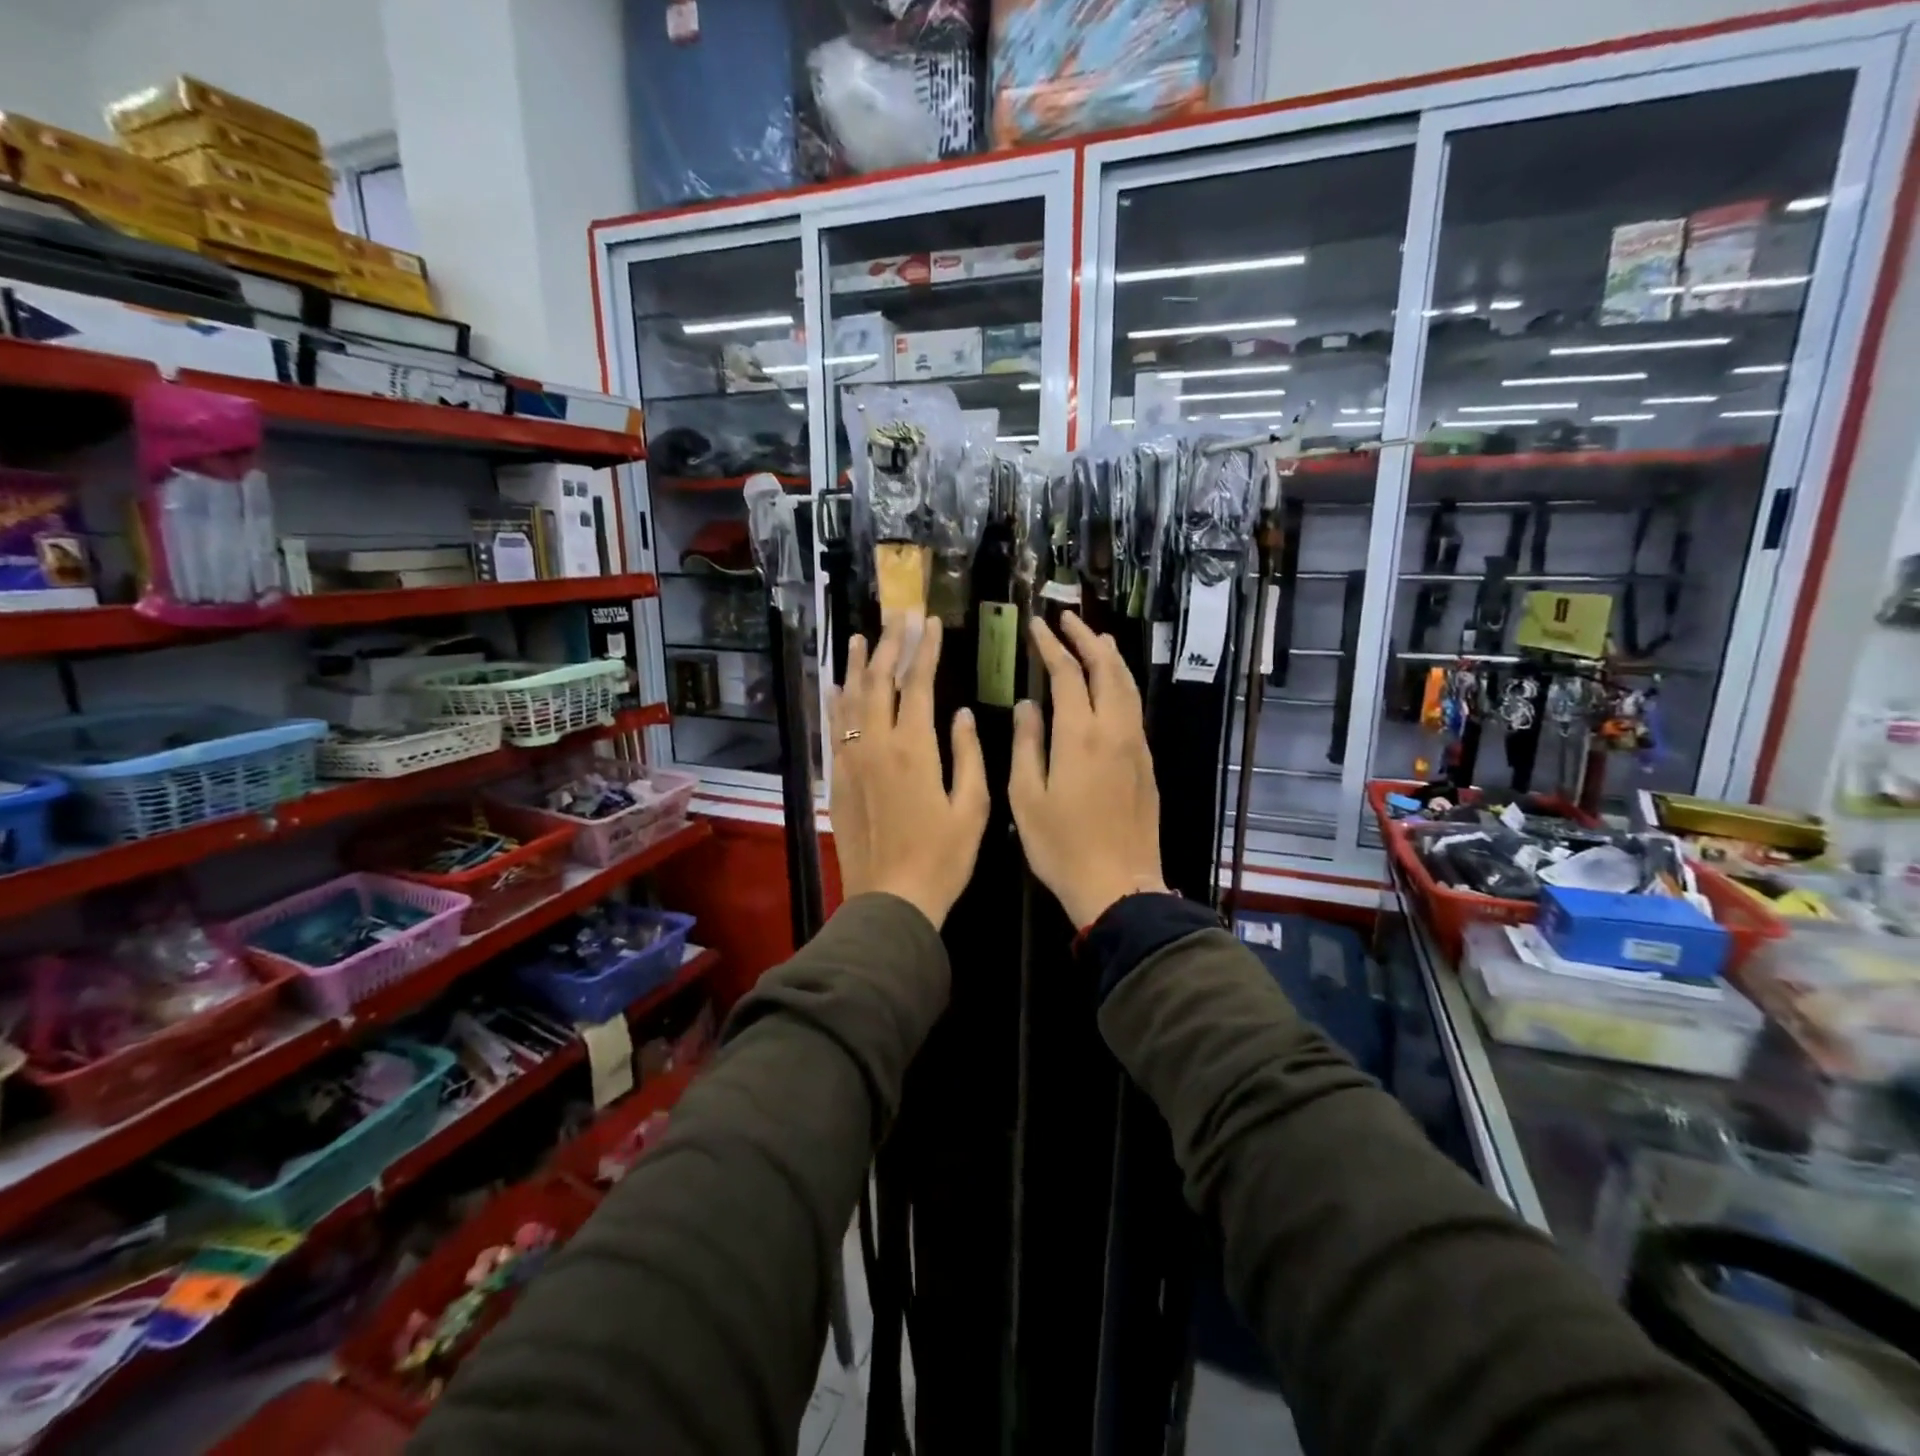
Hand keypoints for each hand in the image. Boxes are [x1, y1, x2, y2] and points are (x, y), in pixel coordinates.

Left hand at [827, 617, 989, 928]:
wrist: (891, 900)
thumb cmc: (942, 857)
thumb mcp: (973, 807)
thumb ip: (968, 754)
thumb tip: (963, 713)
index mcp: (914, 748)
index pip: (917, 683)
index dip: (924, 649)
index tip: (930, 622)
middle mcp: (876, 745)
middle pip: (879, 682)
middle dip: (891, 645)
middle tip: (899, 616)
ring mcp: (851, 761)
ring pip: (850, 700)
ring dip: (858, 666)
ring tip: (862, 637)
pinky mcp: (838, 780)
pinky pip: (834, 730)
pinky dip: (835, 703)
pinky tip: (837, 687)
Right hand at [1009, 613, 1166, 927]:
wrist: (1119, 886)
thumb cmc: (1062, 846)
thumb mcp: (1027, 797)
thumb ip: (1027, 744)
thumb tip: (1028, 704)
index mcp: (1080, 735)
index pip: (1068, 673)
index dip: (1051, 646)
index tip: (1036, 627)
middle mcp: (1114, 730)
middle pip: (1106, 669)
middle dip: (1086, 639)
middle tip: (1067, 619)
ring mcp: (1136, 746)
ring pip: (1128, 686)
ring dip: (1110, 657)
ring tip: (1095, 638)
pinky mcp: (1146, 763)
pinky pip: (1134, 708)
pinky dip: (1122, 683)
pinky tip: (1112, 686)